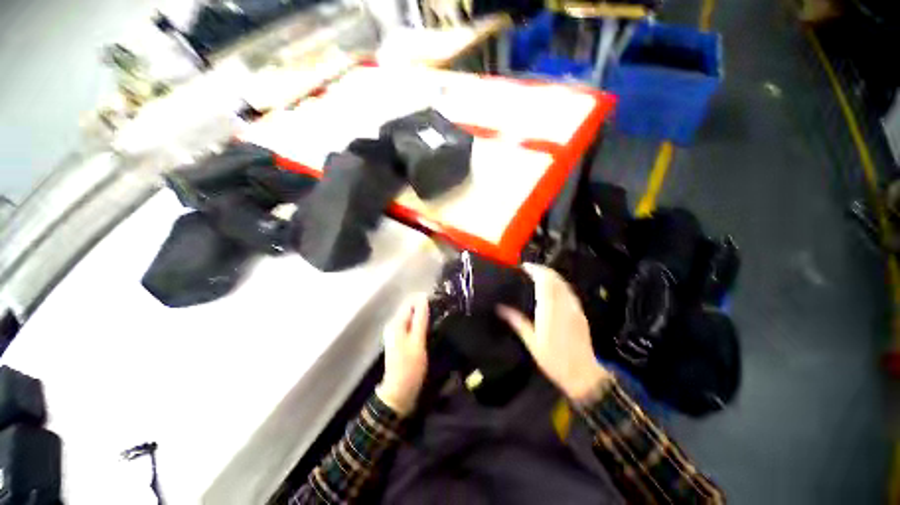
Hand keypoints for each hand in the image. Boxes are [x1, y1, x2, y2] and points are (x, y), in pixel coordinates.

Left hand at [377, 295, 428, 415]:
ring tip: (439, 317)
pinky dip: (421, 324)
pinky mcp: (402, 340)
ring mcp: (397, 333)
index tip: (439, 302)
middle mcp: (394, 324)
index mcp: (396, 323)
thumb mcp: (417, 341)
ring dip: (424, 316)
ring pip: (412, 317)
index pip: (410, 302)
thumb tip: (423, 298)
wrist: (400, 392)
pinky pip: (412, 326)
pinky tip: (431, 327)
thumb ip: (420, 319)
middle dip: (424, 307)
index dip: (424, 300)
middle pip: (410, 309)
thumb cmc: (410, 366)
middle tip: (441, 310)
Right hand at [497, 264, 610, 401]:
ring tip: (538, 276)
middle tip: (529, 270)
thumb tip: (500, 308)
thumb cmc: (553, 359)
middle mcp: (564, 304)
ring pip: (563, 283)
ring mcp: (574, 308)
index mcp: (550, 309)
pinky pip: (569, 291)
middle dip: (542, 269)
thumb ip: (517, 321)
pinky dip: (559, 284)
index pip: (544, 280)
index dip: (535, 270)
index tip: (524, 267)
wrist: (582, 374)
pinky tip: (552, 290)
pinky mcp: (580, 313)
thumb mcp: (531, 341)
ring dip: (551, 275)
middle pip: (555, 278)